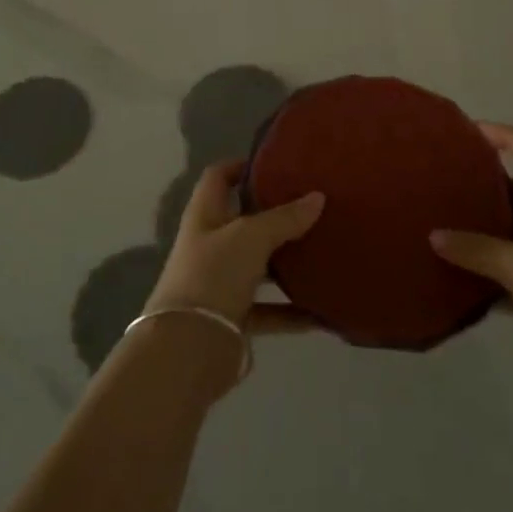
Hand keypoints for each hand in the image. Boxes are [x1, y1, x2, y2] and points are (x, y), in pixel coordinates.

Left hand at [143, 160, 325, 339]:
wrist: (188, 348)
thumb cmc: (213, 275)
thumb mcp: (250, 237)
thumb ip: (284, 218)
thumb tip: (317, 197)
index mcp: (205, 215)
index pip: (219, 177)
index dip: (241, 165)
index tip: (275, 163)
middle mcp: (210, 245)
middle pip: (243, 221)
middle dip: (274, 214)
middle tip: (313, 205)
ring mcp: (221, 282)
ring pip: (259, 266)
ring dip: (287, 263)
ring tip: (324, 252)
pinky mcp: (234, 318)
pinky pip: (270, 310)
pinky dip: (293, 312)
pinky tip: (323, 312)